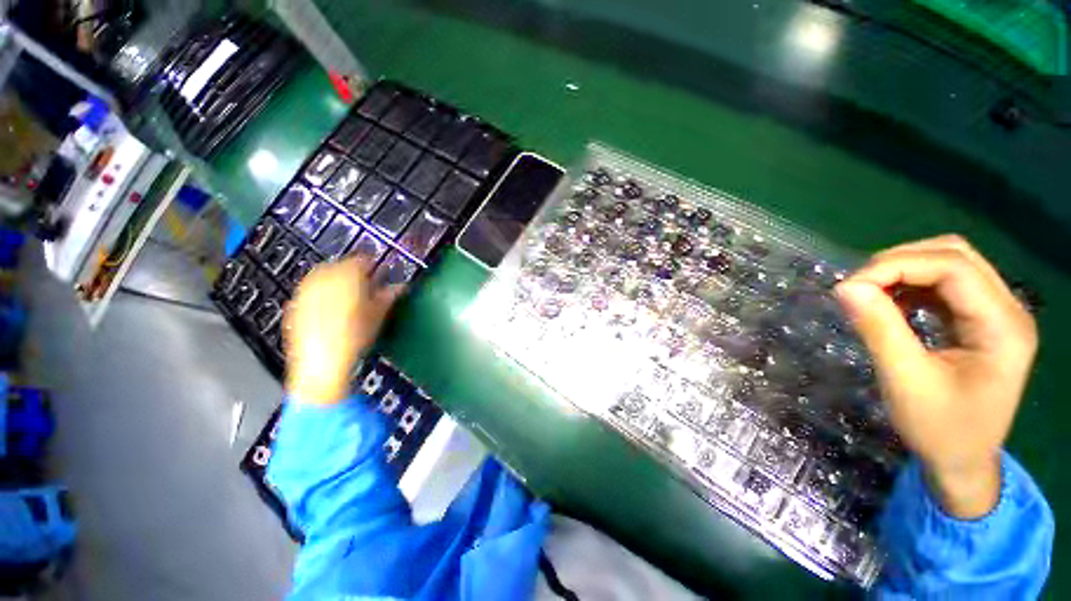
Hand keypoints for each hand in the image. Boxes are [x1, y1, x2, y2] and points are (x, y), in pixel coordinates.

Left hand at [284, 257, 404, 404]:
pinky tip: (329, 306)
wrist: (323, 363)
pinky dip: (321, 291)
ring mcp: (306, 291)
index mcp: (347, 277)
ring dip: (335, 279)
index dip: (371, 264)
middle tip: (364, 282)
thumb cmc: (356, 337)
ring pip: (322, 275)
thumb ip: (389, 296)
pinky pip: (310, 289)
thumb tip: (400, 287)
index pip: (361, 260)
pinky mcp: (295, 305)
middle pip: (339, 265)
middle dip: (352, 271)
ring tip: (346, 293)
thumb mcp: (379, 315)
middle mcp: (323, 279)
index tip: (378, 271)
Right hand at [835, 235, 1036, 518]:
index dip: (897, 266)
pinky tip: (891, 303)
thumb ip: (879, 329)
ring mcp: (997, 314)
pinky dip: (912, 285)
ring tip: (870, 293)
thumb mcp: (906, 381)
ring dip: (905, 270)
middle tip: (857, 286)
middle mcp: (1009, 310)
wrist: (963, 462)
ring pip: (950, 264)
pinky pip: (946, 285)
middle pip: (956, 255)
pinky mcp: (980, 321)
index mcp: (1003, 327)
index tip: (849, 287)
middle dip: (900, 262)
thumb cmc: (940, 430)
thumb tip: (845, 287)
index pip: (953, 267)